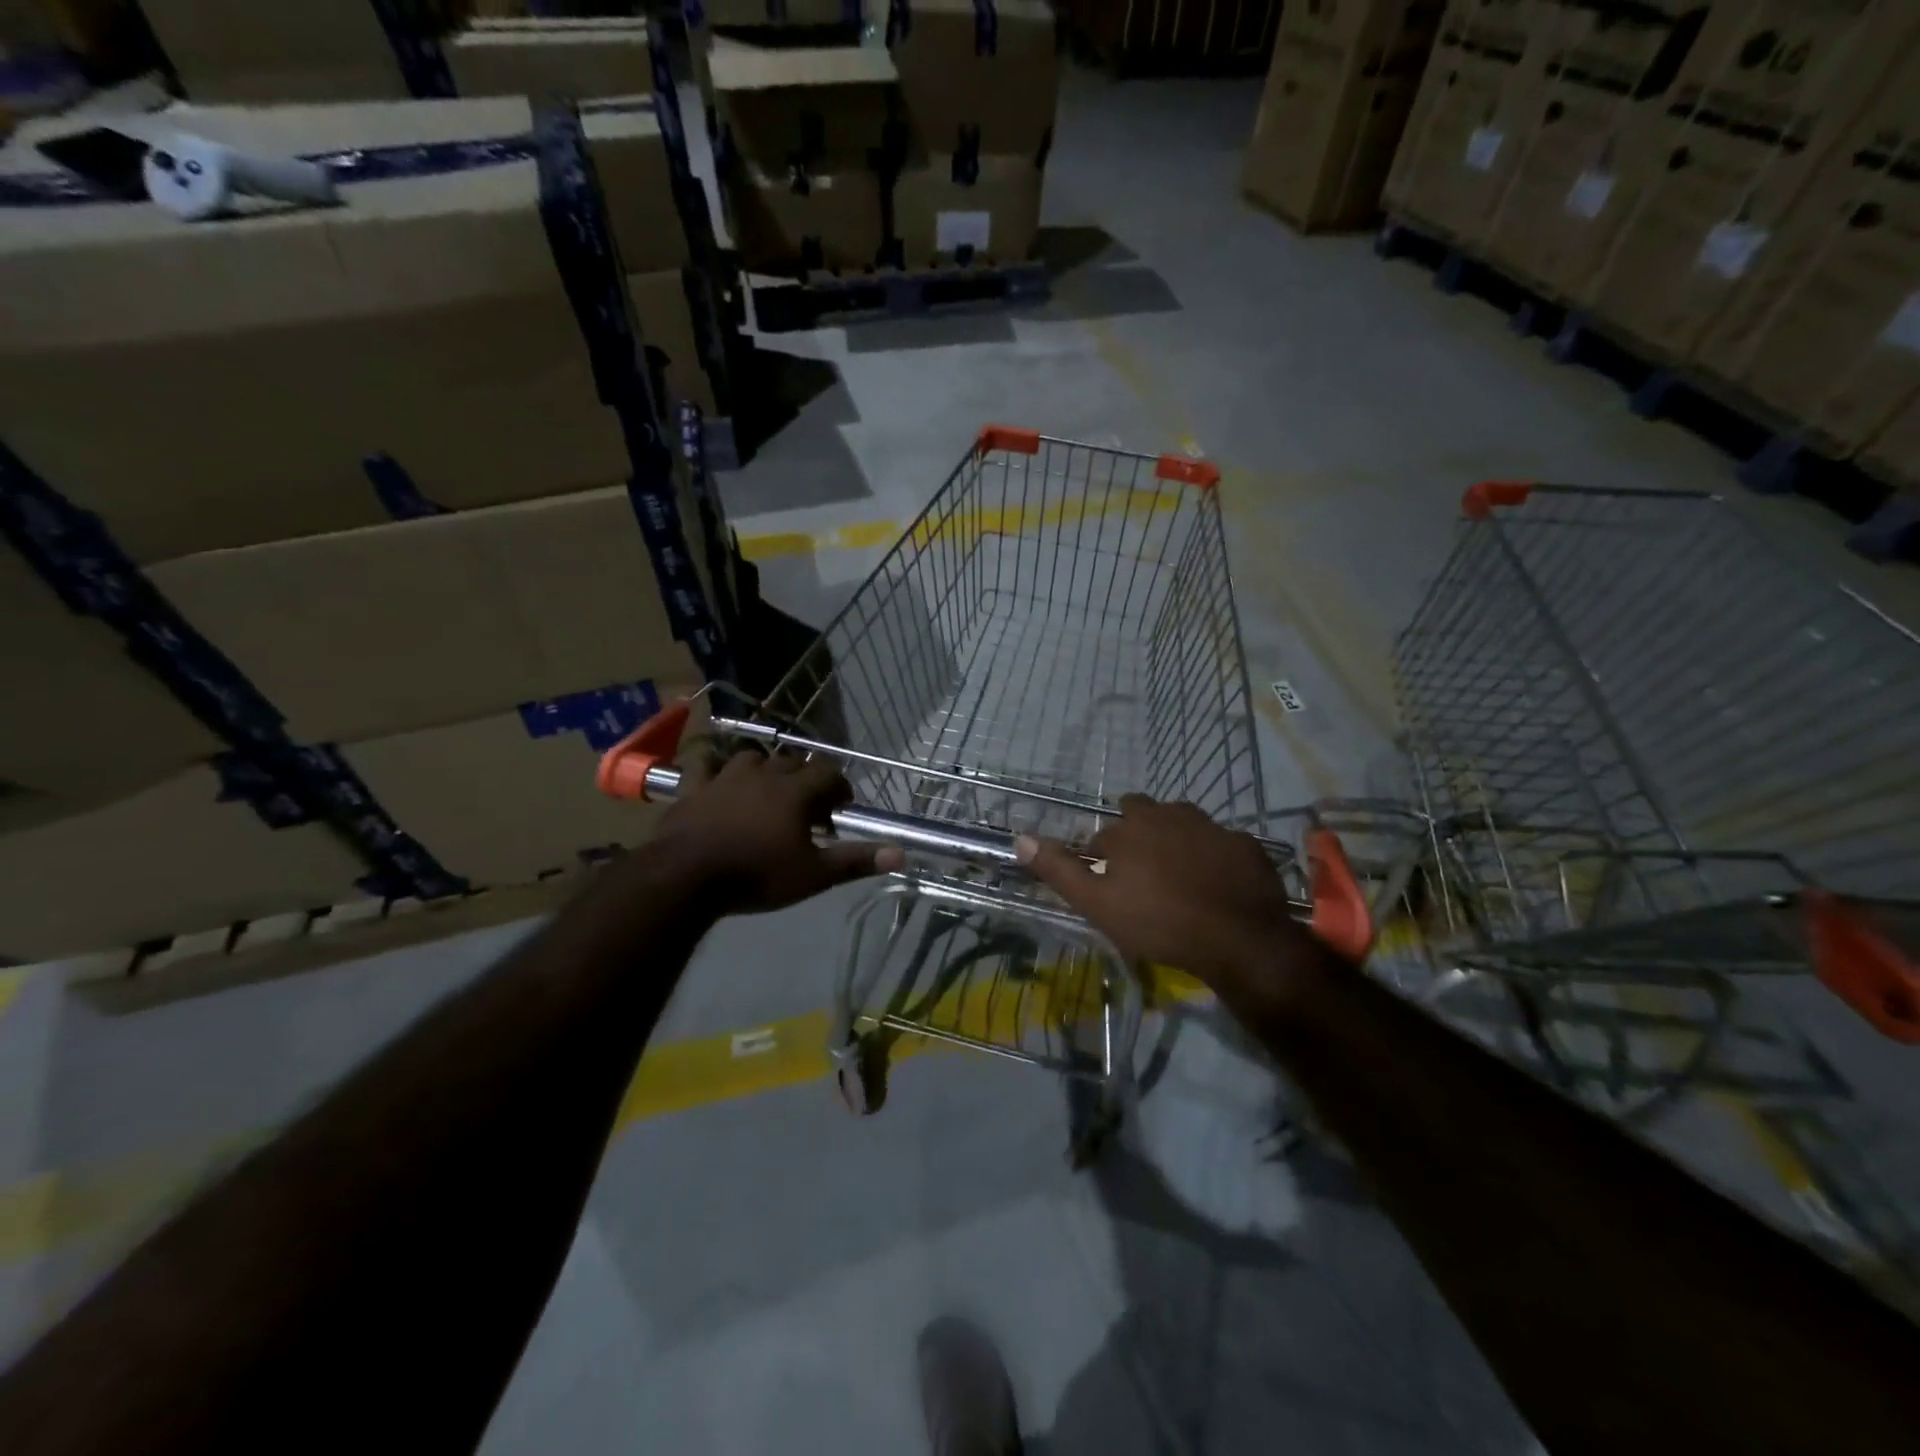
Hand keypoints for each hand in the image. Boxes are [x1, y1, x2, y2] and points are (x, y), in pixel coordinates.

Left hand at [663, 749, 903, 913]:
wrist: (686, 877)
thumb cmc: (757, 875)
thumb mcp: (813, 875)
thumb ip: (855, 860)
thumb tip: (902, 854)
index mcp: (795, 791)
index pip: (829, 773)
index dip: (840, 787)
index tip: (841, 808)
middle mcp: (764, 774)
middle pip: (793, 762)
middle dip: (806, 778)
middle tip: (808, 807)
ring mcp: (725, 777)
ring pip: (753, 757)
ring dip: (765, 768)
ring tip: (767, 791)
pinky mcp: (693, 788)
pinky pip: (705, 765)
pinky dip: (714, 768)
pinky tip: (716, 778)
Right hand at [1015, 796, 1329, 1012]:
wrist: (1238, 939)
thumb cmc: (1157, 922)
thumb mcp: (1097, 904)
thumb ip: (1059, 870)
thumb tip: (1020, 838)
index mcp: (1130, 829)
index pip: (1104, 834)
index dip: (1102, 856)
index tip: (1108, 881)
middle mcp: (1169, 815)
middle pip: (1144, 812)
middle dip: (1137, 831)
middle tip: (1142, 869)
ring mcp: (1212, 827)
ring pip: (1184, 822)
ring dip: (1176, 838)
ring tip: (1178, 872)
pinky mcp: (1245, 844)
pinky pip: (1222, 843)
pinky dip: (1215, 856)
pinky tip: (1217, 881)